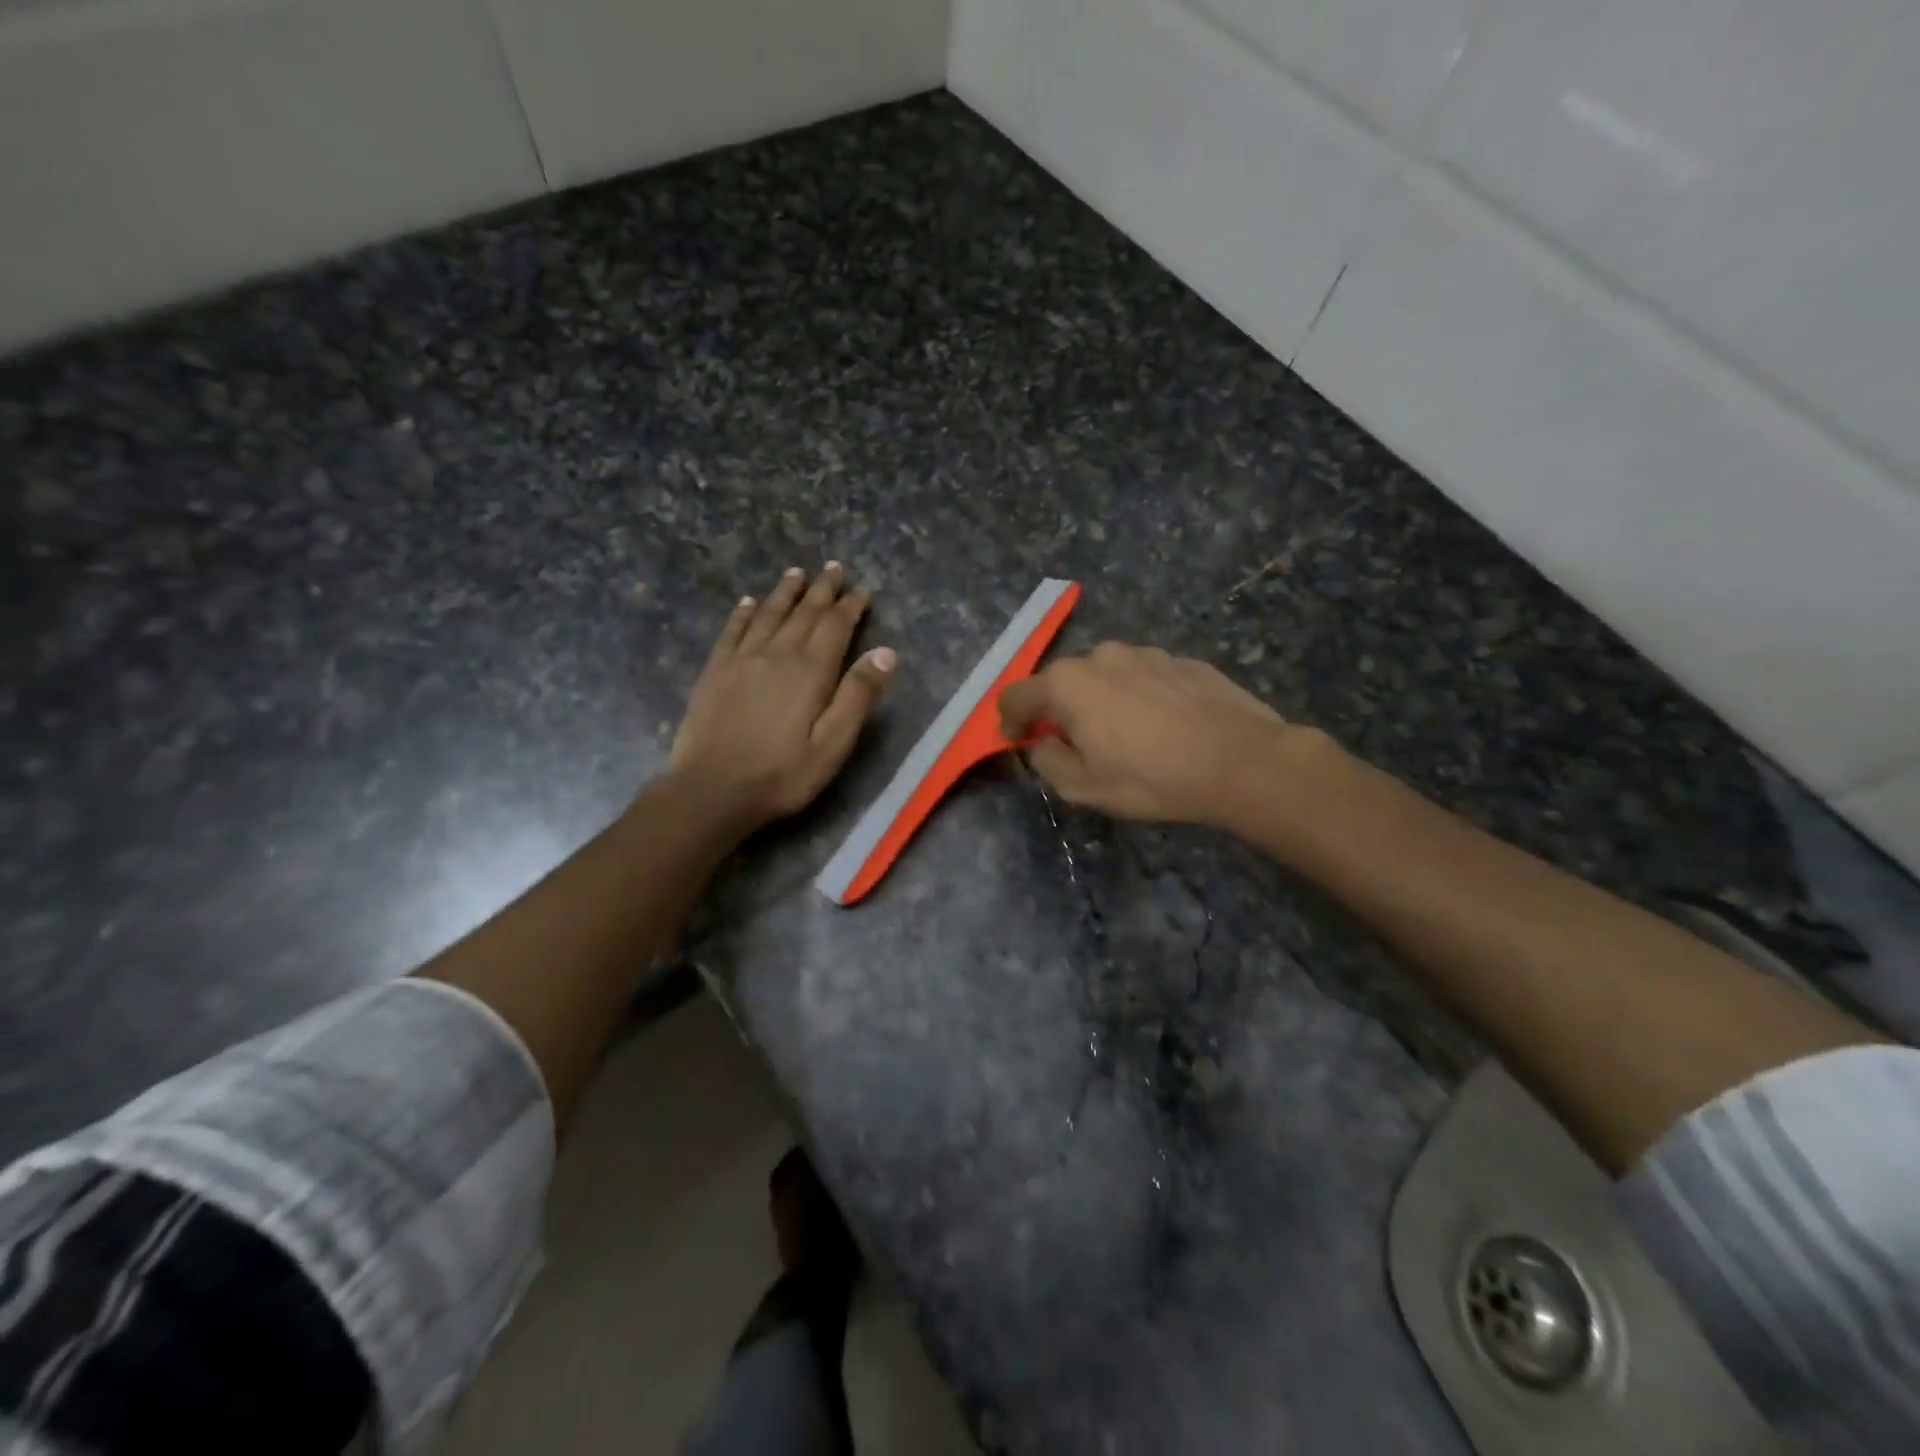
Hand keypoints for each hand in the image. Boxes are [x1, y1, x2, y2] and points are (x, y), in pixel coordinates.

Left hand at [668, 564, 894, 834]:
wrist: (712, 790)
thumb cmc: (782, 774)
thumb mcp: (833, 745)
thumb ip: (858, 697)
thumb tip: (885, 652)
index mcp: (810, 671)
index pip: (835, 627)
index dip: (850, 606)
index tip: (861, 590)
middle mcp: (777, 654)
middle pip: (803, 613)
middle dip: (821, 590)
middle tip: (833, 568)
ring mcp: (741, 659)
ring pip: (768, 613)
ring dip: (785, 592)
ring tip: (796, 573)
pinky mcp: (715, 671)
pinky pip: (732, 630)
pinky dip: (743, 612)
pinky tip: (748, 602)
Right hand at [998, 642, 1292, 825]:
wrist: (1240, 760)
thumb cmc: (1151, 777)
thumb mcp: (1084, 787)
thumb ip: (1048, 761)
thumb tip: (1043, 743)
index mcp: (1067, 684)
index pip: (1016, 695)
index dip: (1009, 720)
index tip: (1018, 741)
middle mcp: (1101, 656)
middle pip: (1062, 682)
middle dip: (1059, 710)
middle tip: (1077, 744)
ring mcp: (1145, 653)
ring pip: (1105, 676)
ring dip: (1102, 701)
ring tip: (1127, 736)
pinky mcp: (1182, 660)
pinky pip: (1144, 677)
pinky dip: (1139, 697)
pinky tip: (1163, 727)